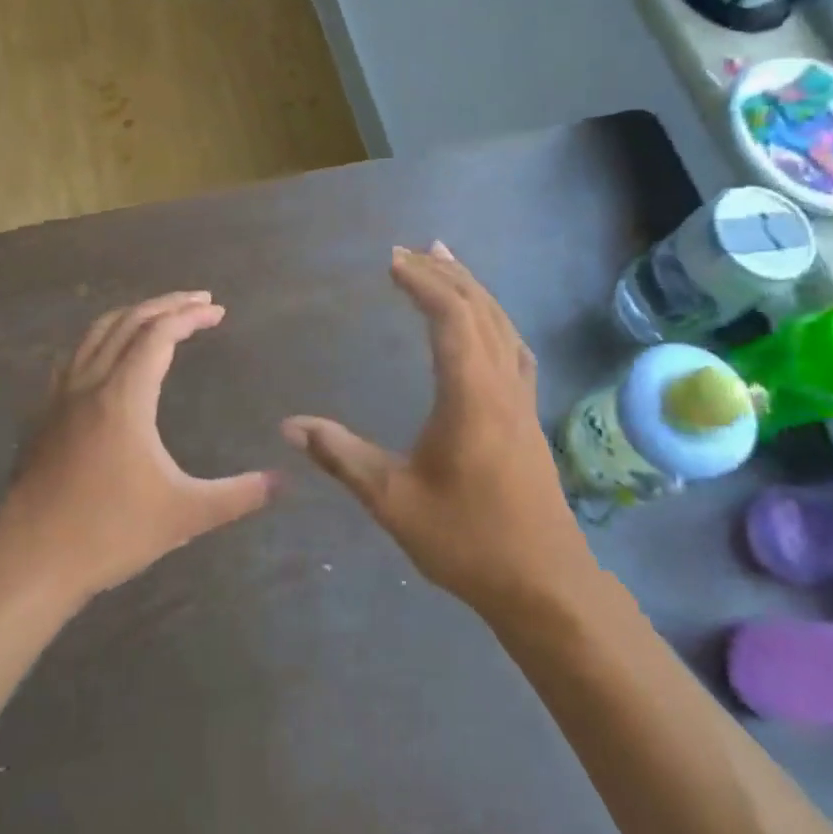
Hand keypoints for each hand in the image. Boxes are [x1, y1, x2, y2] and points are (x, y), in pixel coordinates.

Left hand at [0, 292, 275, 610]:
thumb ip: (238, 495)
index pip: (158, 334)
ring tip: (159, 317)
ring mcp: (59, 399)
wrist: (31, 563)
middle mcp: (89, 385)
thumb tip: (281, 481)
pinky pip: (75, 358)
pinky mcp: (42, 417)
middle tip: (200, 301)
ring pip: (95, 334)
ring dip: (131, 316)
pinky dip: (101, 340)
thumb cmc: (110, 533)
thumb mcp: (185, 515)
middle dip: (166, 305)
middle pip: (127, 322)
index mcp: (123, 398)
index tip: (218, 311)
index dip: (190, 316)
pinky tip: (109, 358)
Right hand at [282, 244, 596, 621]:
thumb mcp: (392, 500)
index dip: (422, 283)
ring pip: (501, 325)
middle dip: (445, 274)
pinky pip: (512, 346)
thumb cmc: (466, 540)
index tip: (392, 261)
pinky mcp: (529, 415)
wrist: (543, 583)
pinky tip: (486, 324)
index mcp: (470, 395)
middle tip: (412, 251)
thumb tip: (289, 425)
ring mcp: (522, 399)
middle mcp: (501, 384)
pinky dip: (493, 319)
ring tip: (447, 263)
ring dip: (472, 289)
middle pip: (479, 309)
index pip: (450, 317)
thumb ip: (341, 456)